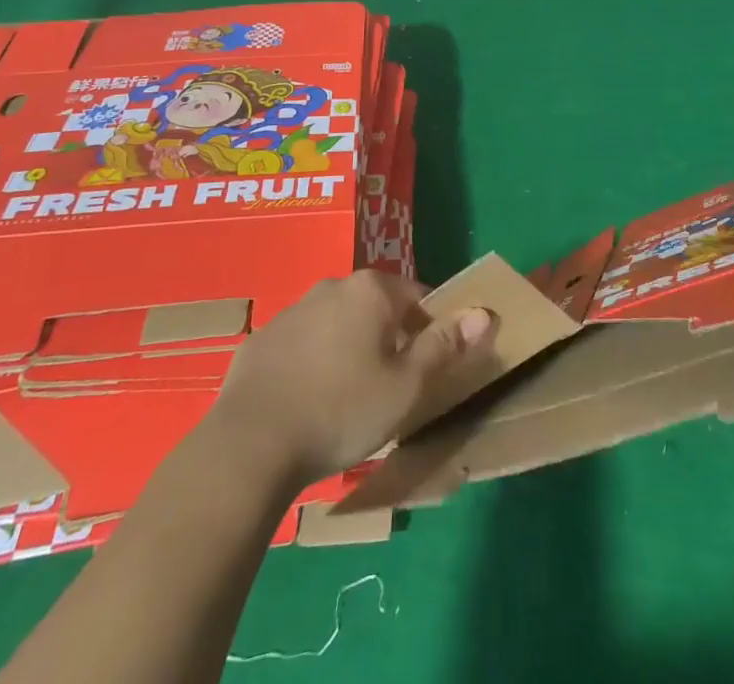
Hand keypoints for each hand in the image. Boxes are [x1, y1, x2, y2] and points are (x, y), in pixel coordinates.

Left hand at [199, 270, 495, 490]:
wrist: (249, 446)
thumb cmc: (342, 410)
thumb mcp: (407, 387)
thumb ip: (446, 346)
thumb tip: (484, 313)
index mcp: (372, 290)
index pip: (419, 297)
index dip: (430, 330)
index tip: (427, 369)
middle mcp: (332, 286)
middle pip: (377, 307)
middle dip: (388, 339)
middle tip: (389, 388)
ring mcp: (291, 310)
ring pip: (337, 324)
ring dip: (349, 349)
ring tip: (347, 400)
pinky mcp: (260, 340)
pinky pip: (301, 345)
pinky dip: (312, 364)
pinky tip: (307, 404)